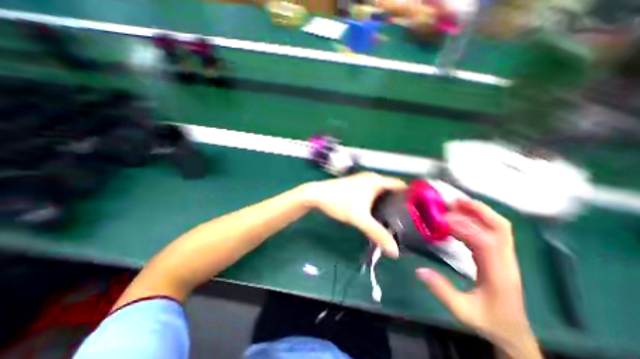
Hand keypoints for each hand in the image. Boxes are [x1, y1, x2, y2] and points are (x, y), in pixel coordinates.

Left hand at [302, 172, 403, 258]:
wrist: (316, 195)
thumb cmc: (339, 202)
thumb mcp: (359, 218)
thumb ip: (377, 234)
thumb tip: (395, 252)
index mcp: (376, 181)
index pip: (401, 186)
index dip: (412, 197)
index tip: (420, 212)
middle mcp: (372, 178)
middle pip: (393, 190)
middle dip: (401, 203)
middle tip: (410, 220)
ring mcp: (363, 181)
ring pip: (383, 192)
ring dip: (389, 203)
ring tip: (398, 219)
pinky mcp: (357, 186)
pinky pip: (374, 193)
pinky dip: (379, 202)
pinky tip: (380, 214)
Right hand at [416, 199, 538, 358]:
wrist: (514, 332)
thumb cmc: (489, 321)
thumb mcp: (463, 311)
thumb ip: (442, 291)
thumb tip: (419, 270)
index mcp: (498, 273)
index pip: (484, 241)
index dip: (462, 226)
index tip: (440, 220)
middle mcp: (506, 260)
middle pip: (500, 227)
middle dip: (477, 210)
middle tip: (452, 201)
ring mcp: (506, 256)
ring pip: (499, 226)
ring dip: (478, 211)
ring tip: (455, 204)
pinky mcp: (500, 254)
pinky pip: (492, 231)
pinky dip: (477, 219)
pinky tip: (460, 218)